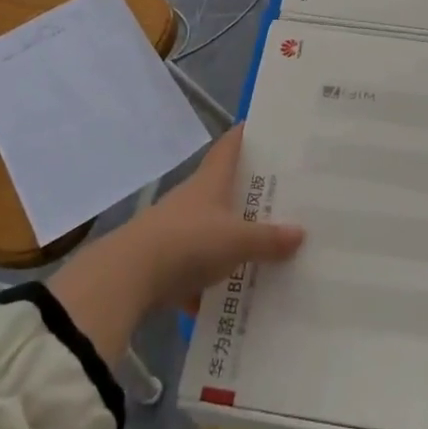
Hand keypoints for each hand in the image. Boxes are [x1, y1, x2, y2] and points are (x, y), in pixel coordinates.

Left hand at [49, 126, 304, 361]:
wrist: (127, 279)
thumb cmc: (188, 242)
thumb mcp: (236, 240)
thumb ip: (268, 239)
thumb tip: (301, 232)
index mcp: (211, 181)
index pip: (230, 145)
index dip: (247, 133)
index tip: (270, 129)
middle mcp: (194, 199)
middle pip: (225, 188)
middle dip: (251, 192)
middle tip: (286, 195)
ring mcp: (177, 231)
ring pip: (213, 231)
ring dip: (234, 241)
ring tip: (270, 251)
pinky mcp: (165, 264)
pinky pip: (198, 271)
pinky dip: (214, 283)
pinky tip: (236, 299)